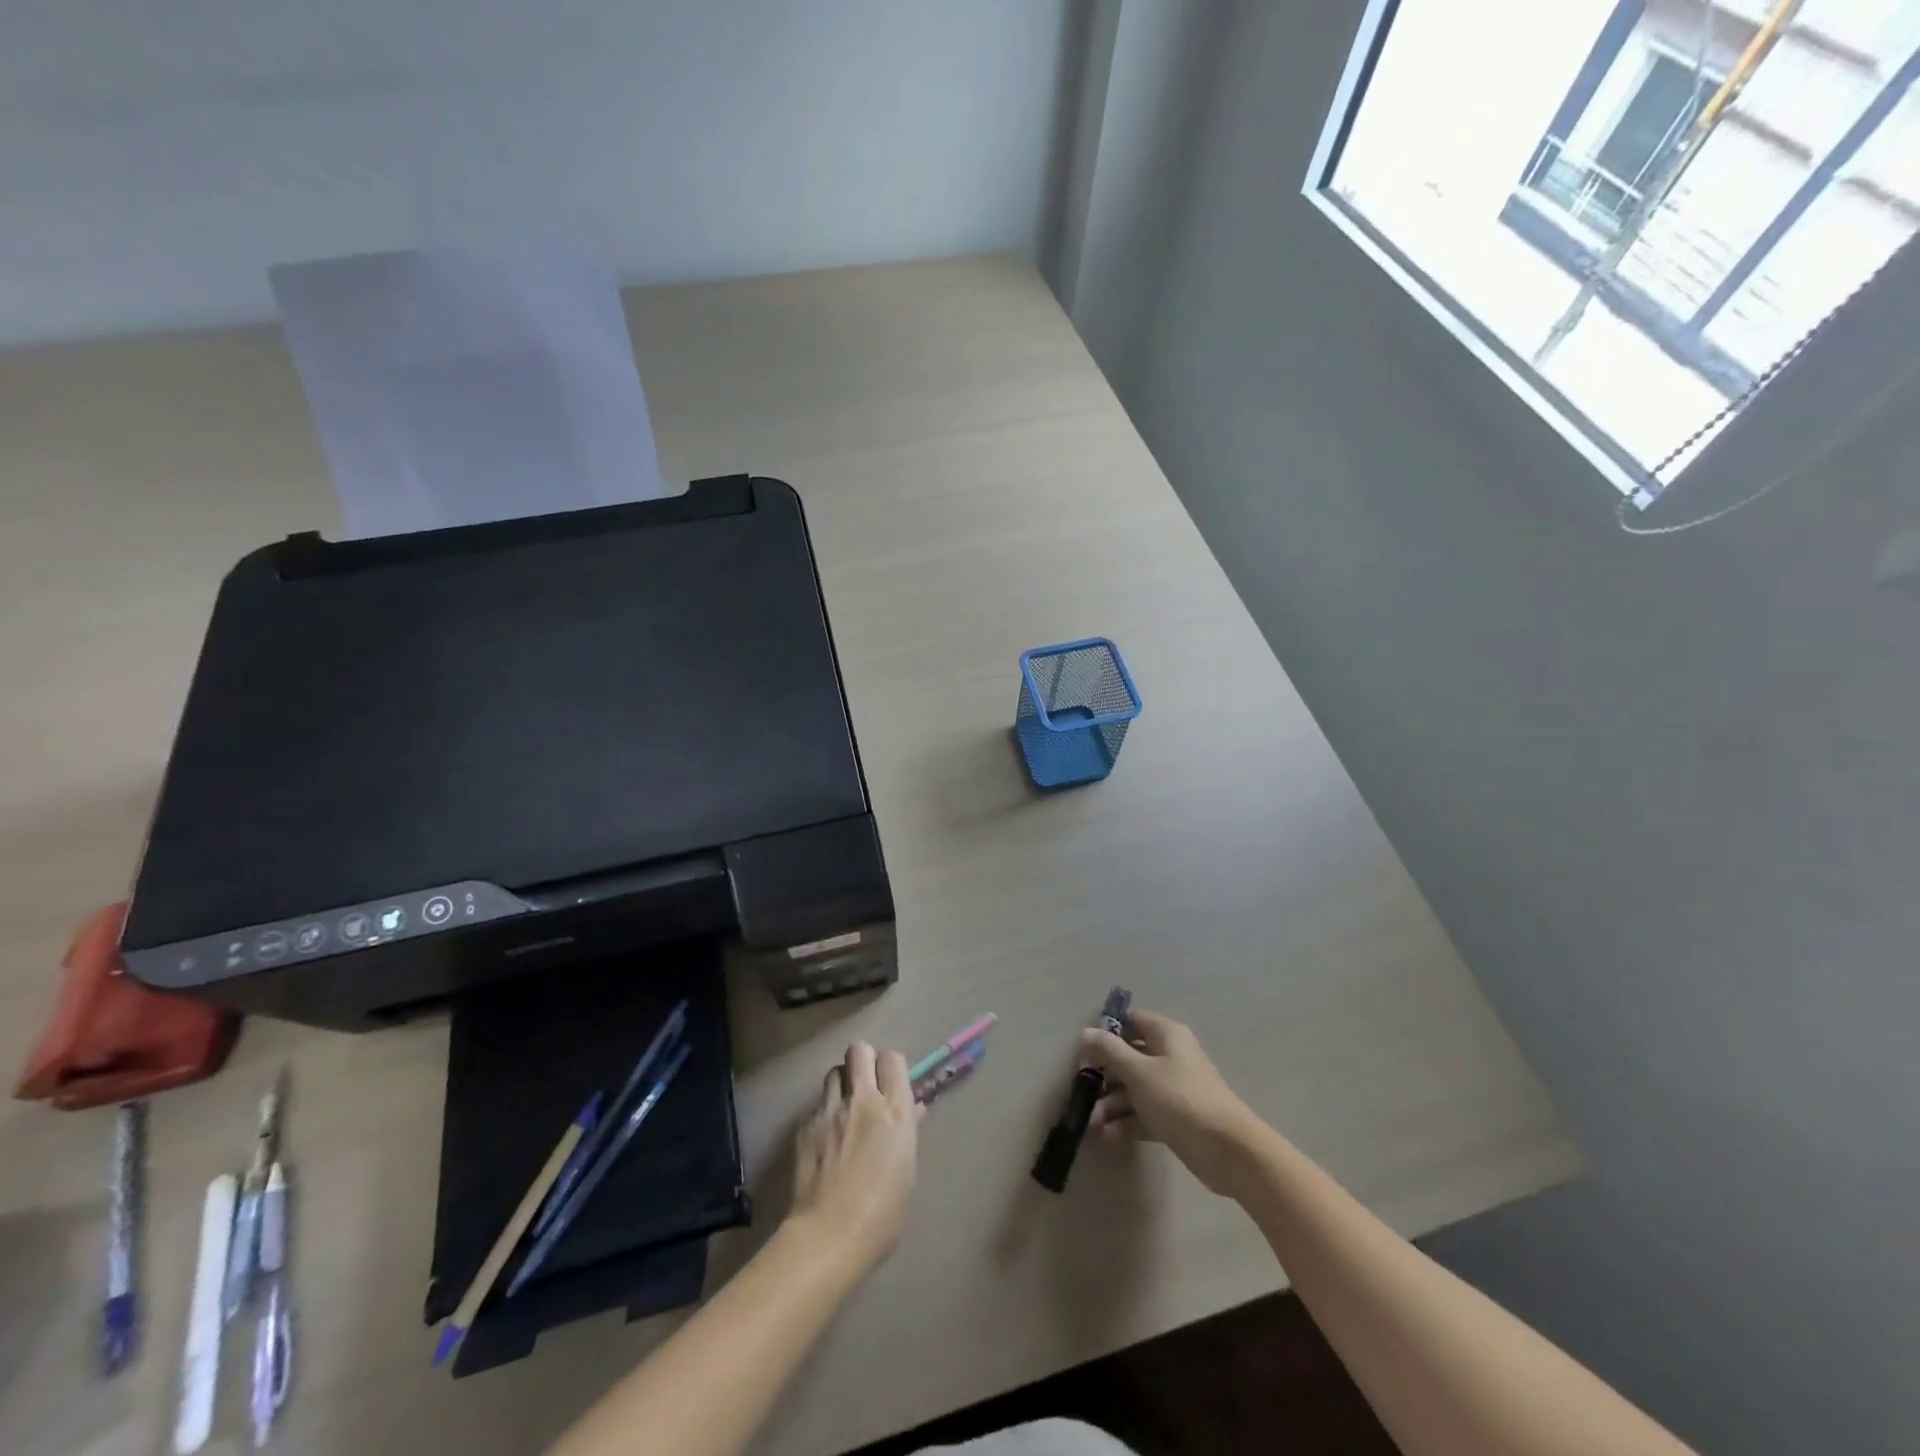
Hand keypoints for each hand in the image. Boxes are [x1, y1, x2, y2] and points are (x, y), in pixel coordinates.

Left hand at [790, 1041, 919, 1272]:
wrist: (828, 1237)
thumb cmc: (882, 1215)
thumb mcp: (906, 1171)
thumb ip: (906, 1133)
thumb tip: (912, 1111)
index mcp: (895, 1112)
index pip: (893, 1059)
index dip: (890, 1067)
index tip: (889, 1084)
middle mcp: (863, 1100)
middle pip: (859, 1050)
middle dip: (862, 1060)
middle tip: (864, 1085)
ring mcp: (830, 1110)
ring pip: (834, 1072)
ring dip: (841, 1084)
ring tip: (842, 1110)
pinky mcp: (805, 1125)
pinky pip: (816, 1106)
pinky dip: (822, 1117)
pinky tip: (823, 1142)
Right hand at [1082, 1009, 1263, 1195]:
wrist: (1228, 1151)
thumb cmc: (1180, 1099)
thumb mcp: (1139, 1072)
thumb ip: (1110, 1051)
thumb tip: (1086, 1032)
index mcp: (1166, 1035)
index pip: (1131, 1021)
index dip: (1107, 1032)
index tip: (1084, 1051)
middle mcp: (1170, 1056)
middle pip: (1130, 1057)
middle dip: (1104, 1075)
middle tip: (1082, 1092)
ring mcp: (1174, 1088)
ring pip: (1135, 1088)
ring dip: (1112, 1104)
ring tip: (1092, 1124)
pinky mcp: (1177, 1118)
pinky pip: (1145, 1113)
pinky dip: (1127, 1123)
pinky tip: (1107, 1137)